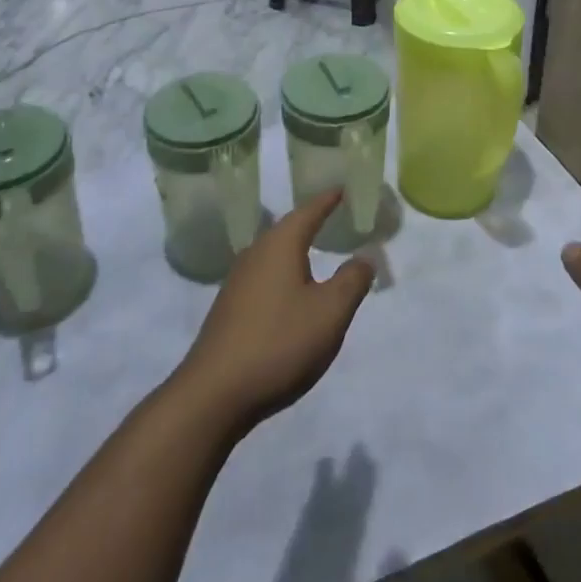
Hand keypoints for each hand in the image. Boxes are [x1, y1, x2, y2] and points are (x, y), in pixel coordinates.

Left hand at [173, 191, 373, 432]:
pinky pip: (265, 277)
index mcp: (280, 245)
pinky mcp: (230, 307)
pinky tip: (292, 294)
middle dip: (312, 222)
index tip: (344, 188)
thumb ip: (352, 281)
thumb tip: (365, 256)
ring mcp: (238, 281)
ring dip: (297, 251)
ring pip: (275, 254)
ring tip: (317, 252)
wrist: (215, 393)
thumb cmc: (279, 342)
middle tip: (335, 216)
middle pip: (288, 229)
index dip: (329, 200)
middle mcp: (256, 253)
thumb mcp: (329, 313)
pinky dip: (285, 274)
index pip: (309, 211)